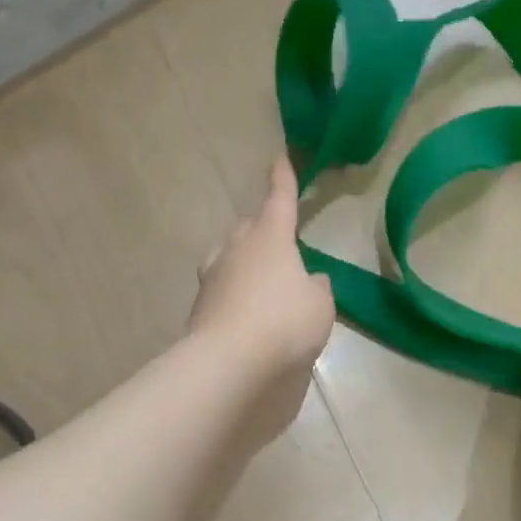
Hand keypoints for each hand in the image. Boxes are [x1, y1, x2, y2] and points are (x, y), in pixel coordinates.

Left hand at [190, 156, 334, 396]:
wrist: (230, 362)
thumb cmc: (285, 323)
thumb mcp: (319, 305)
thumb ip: (317, 288)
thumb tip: (310, 281)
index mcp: (270, 238)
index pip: (279, 199)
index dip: (283, 180)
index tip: (280, 158)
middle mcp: (237, 249)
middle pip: (250, 227)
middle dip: (263, 227)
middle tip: (279, 240)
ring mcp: (213, 277)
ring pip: (228, 255)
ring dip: (244, 259)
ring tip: (259, 276)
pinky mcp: (200, 306)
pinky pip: (221, 288)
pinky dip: (235, 293)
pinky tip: (247, 312)